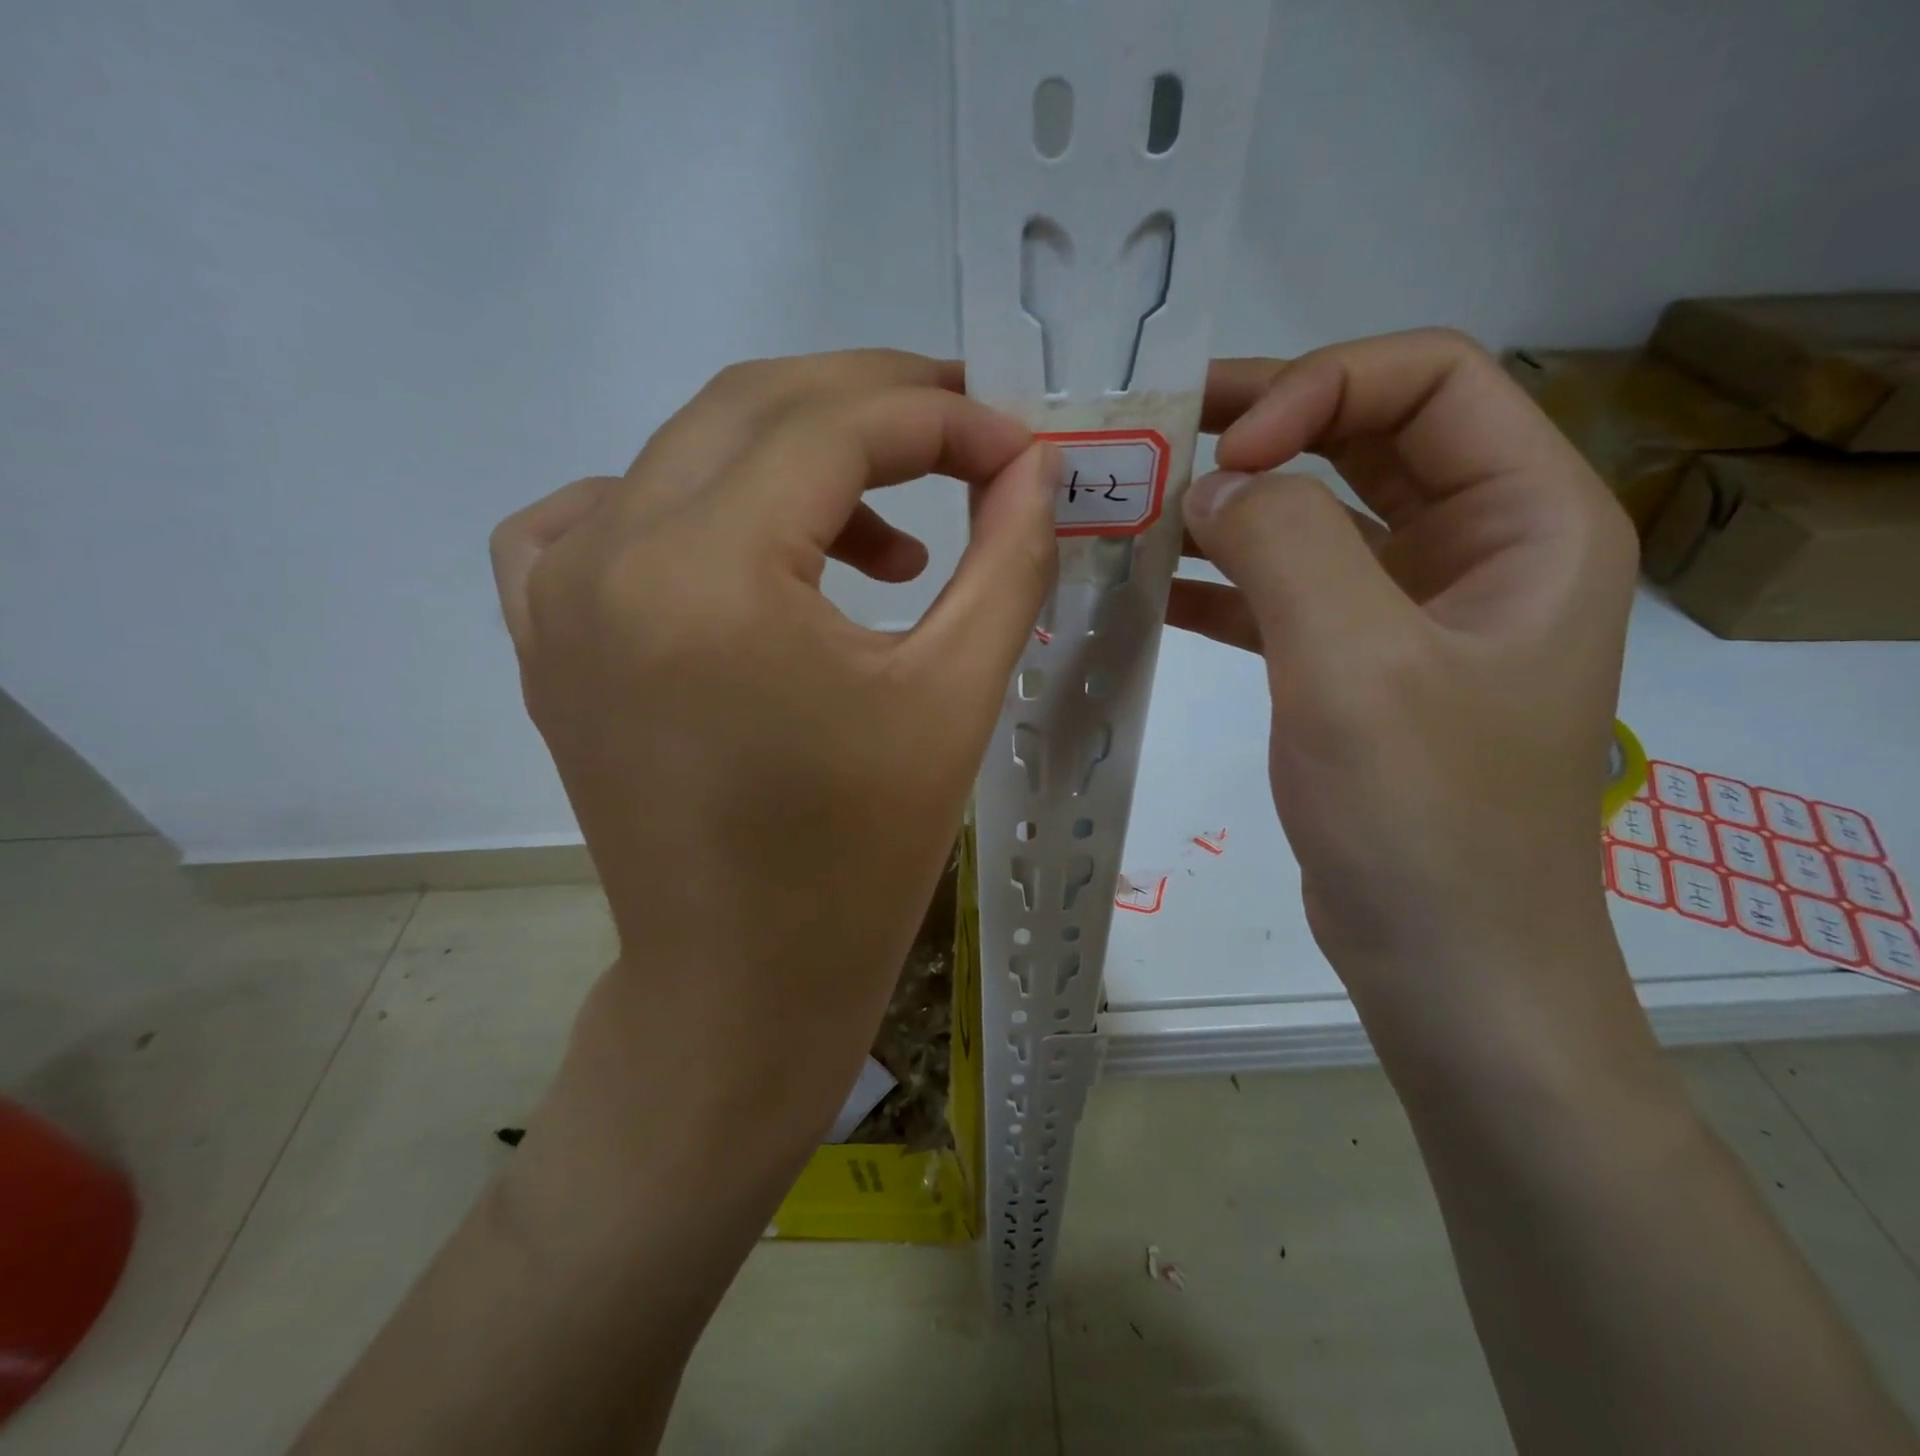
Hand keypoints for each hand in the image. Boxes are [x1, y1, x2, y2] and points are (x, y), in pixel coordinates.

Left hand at [490, 350, 1057, 1146]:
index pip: (834, 425)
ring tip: (886, 545)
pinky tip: (745, 550)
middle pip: (752, 408)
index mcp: (707, 575)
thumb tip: (1035, 468)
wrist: (743, 979)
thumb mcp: (956, 697)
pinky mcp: (547, 639)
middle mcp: (606, 558)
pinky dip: (683, 499)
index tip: (1018, 449)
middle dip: (876, 403)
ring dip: (795, 461)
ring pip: (684, 452)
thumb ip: (1007, 558)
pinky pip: (596, 515)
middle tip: (967, 437)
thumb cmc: (860, 859)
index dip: (943, 418)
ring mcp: (555, 597)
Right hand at [1170, 329, 1640, 1067]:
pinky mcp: (1359, 666)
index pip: (1432, 380)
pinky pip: (1289, 593)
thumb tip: (1213, 484)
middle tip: (1162, 436)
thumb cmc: (1423, 817)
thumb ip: (1285, 546)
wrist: (1446, 961)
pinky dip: (1226, 582)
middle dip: (1266, 427)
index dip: (1322, 387)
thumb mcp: (1355, 665)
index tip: (1228, 452)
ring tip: (1143, 508)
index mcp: (1530, 520)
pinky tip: (1156, 587)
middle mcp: (1482, 548)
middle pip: (1370, 436)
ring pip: (1320, 516)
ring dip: (1236, 507)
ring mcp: (1416, 611)